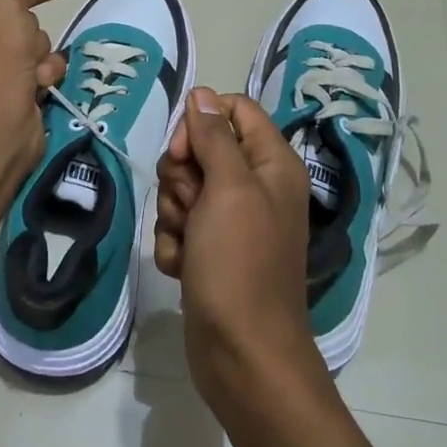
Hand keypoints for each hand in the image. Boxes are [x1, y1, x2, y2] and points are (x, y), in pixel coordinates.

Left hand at [0, 0, 70, 179]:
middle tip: (24, 49)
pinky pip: (36, 70)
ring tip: (32, 72)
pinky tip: (38, 85)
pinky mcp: (8, 94)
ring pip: (31, 47)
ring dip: (39, 56)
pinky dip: (42, 75)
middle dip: (30, 34)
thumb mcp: (7, 12)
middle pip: (16, 23)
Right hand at [155, 89, 325, 414]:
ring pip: (184, 189)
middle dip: (182, 176)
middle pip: (202, 150)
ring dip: (174, 214)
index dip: (201, 122)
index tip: (184, 151)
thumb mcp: (228, 189)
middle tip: (190, 204)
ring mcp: (232, 222)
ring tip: (188, 244)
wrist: (242, 354)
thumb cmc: (240, 263)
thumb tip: (202, 93)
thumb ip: (215, 136)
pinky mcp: (211, 251)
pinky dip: (174, 244)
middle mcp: (255, 187)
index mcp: (272, 164)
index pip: (234, 110)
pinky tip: (183, 267)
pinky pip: (180, 226)